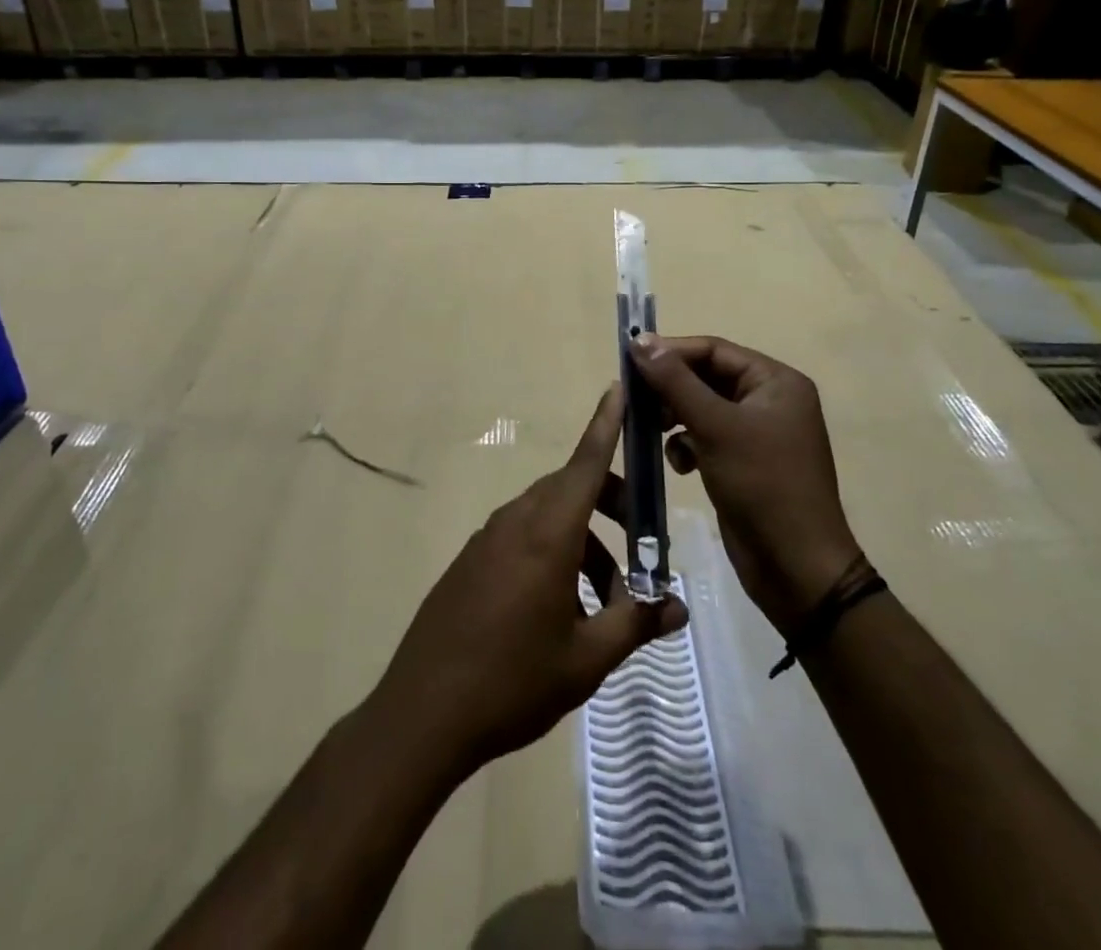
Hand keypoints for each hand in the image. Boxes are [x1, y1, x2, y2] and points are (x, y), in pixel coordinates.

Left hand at [369, 385, 688, 779]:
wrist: (423, 712)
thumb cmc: (513, 681)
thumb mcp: (586, 659)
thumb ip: (635, 622)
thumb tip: (678, 606)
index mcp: (547, 532)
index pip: (586, 462)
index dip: (606, 424)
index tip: (619, 387)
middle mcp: (516, 521)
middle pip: (573, 489)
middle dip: (612, 506)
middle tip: (644, 547)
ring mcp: (488, 538)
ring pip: (549, 516)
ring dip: (585, 541)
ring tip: (607, 602)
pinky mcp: (472, 559)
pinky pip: (523, 536)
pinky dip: (555, 553)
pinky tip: (563, 608)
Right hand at [630, 334, 867, 631]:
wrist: (796, 569)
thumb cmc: (762, 485)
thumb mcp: (716, 427)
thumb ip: (675, 381)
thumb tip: (640, 339)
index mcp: (776, 382)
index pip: (714, 350)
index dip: (671, 352)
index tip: (630, 361)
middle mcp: (770, 400)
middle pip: (707, 377)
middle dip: (671, 389)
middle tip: (635, 400)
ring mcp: (758, 433)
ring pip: (702, 408)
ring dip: (675, 417)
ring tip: (653, 431)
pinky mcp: (744, 462)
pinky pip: (706, 437)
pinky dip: (687, 444)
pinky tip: (680, 464)